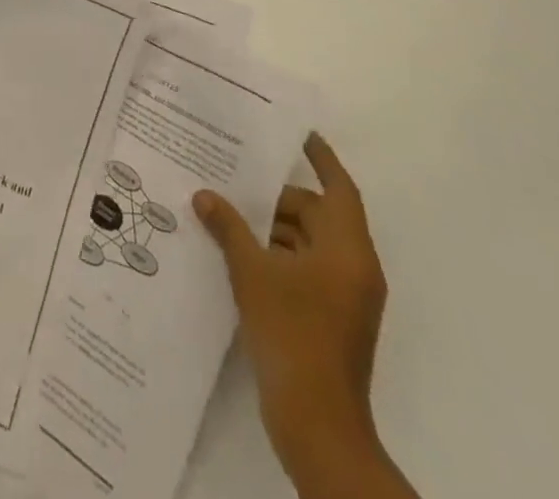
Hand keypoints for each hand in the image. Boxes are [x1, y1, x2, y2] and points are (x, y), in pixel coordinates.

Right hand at [193, 134, 404, 496]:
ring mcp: (346, 298)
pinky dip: (279, 257)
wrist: (317, 426)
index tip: (298, 133)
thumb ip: (228, 228)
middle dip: (278, 198)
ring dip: (274, 229)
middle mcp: (354, 269)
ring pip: (311, 244)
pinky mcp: (332, 320)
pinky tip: (239, 254)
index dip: (321, 158)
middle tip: (237, 181)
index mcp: (347, 251)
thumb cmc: (292, 335)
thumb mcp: (252, 273)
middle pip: (319, 215)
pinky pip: (306, 269)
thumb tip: (204, 195)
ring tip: (230, 214)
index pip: (338, 189)